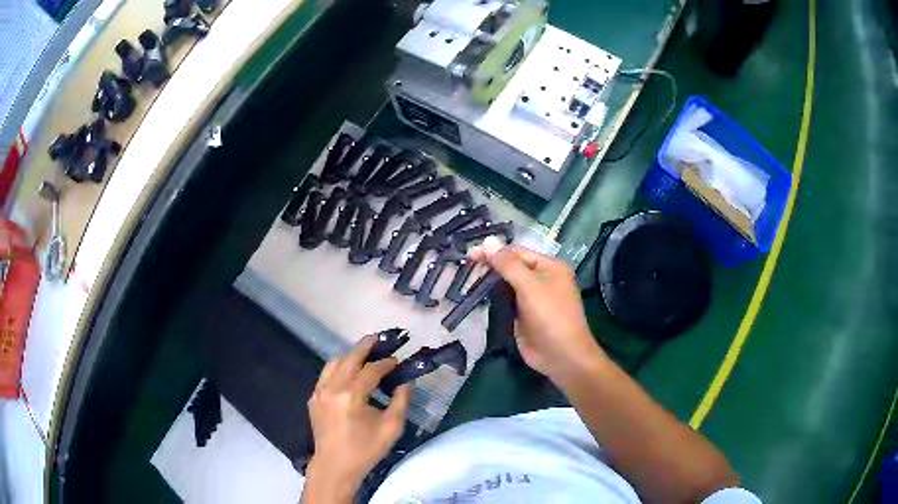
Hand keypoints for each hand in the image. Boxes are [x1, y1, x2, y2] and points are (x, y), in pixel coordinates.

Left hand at [303, 336, 410, 501]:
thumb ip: (401, 401)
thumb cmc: (365, 450)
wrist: (335, 466)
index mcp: (352, 396)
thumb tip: (406, 382)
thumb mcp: (391, 428)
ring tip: (364, 353)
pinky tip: (348, 372)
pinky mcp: (313, 398)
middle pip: (349, 359)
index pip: (371, 370)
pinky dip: (338, 368)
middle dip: (365, 347)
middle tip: (379, 339)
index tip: (397, 360)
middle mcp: (332, 388)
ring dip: (350, 355)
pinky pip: (326, 375)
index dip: (386, 363)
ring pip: (334, 363)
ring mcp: (319, 392)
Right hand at [469, 238, 606, 383]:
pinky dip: (494, 298)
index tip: (469, 255)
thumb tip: (488, 241)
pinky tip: (478, 296)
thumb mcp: (529, 285)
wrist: (561, 355)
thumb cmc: (550, 315)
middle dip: (491, 266)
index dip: (494, 252)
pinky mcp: (525, 315)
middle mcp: (543, 279)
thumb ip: (508, 264)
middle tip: (466, 268)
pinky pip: (508, 301)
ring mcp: (534, 299)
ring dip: (491, 282)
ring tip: (468, 280)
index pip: (517, 253)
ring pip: (508, 285)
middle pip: (513, 267)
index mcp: (550, 267)